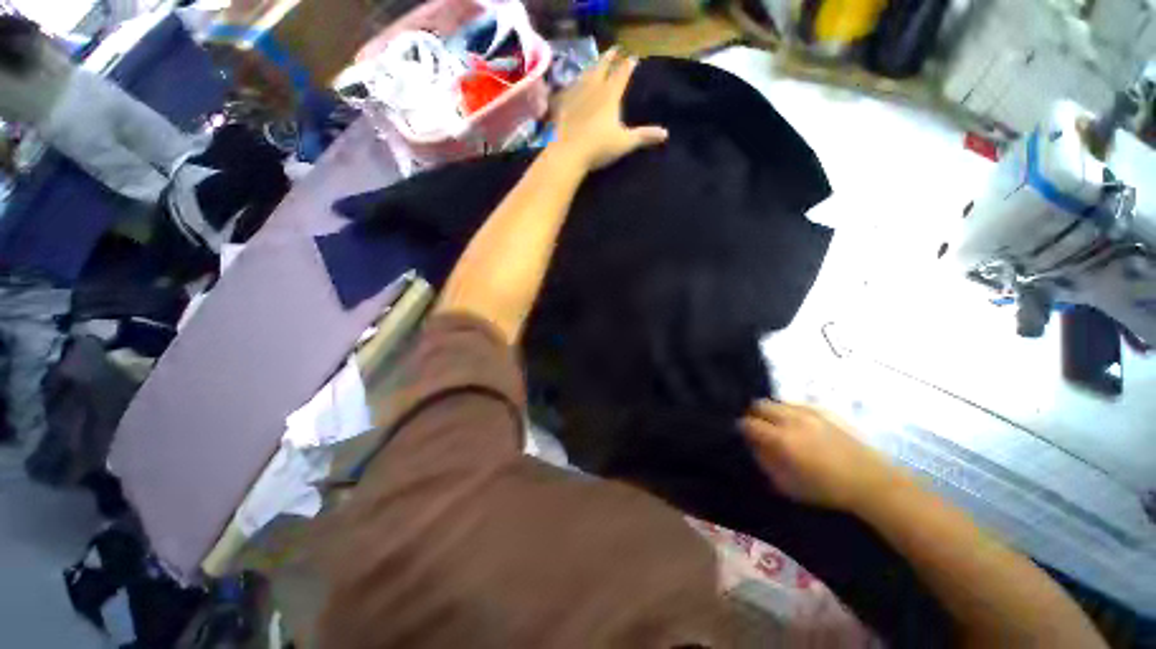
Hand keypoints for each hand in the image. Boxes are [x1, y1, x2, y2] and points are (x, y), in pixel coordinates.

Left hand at [551, 49, 667, 170]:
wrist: (568, 153)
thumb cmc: (599, 148)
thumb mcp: (625, 143)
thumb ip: (644, 136)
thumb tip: (665, 133)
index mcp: (610, 95)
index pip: (622, 74)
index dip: (628, 65)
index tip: (634, 57)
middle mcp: (593, 89)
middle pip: (602, 67)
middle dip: (610, 57)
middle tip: (615, 49)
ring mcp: (576, 95)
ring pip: (585, 74)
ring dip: (592, 66)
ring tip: (596, 62)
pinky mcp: (563, 105)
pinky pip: (569, 89)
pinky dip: (573, 83)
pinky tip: (573, 85)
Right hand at [740, 401, 906, 511]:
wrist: (872, 482)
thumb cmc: (826, 489)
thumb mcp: (787, 484)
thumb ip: (764, 461)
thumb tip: (753, 445)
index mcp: (781, 438)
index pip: (748, 423)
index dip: (741, 427)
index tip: (742, 434)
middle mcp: (792, 419)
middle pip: (760, 404)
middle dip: (753, 414)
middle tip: (757, 427)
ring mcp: (810, 411)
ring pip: (778, 402)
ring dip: (771, 411)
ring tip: (776, 425)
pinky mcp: (825, 410)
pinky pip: (797, 404)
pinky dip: (789, 410)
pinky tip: (796, 423)